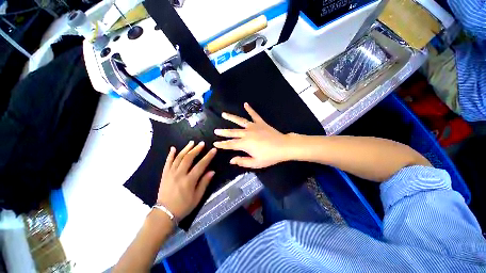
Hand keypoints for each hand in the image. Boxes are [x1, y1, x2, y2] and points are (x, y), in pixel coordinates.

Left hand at [156, 141, 216, 219]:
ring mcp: (170, 173)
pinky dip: (170, 154)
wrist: (164, 213)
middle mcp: (179, 174)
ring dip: (186, 149)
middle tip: (202, 143)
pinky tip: (173, 148)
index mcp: (189, 180)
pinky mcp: (164, 175)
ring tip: (192, 142)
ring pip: (179, 158)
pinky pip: (167, 162)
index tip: (213, 150)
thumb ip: (204, 183)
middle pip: (189, 158)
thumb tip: (212, 171)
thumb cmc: (183, 206)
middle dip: (196, 149)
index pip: (201, 165)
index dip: (208, 156)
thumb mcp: (197, 197)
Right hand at [213, 103, 290, 167]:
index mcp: (245, 144)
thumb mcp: (255, 163)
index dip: (222, 144)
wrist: (283, 146)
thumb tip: (231, 160)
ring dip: (231, 117)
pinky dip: (250, 109)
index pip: (230, 144)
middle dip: (223, 132)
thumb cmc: (269, 156)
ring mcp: (253, 126)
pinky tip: (245, 104)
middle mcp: (247, 133)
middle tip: (216, 131)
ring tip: (224, 114)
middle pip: (232, 132)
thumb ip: (242, 161)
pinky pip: (254, 115)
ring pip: (240, 121)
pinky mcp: (260, 123)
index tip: (215, 143)